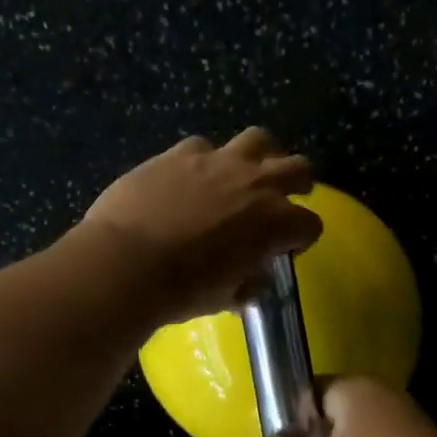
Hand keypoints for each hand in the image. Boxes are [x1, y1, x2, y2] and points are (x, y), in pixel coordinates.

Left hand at [77, 129, 322, 326]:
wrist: (127, 263)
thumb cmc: (182, 289)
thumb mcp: (225, 297)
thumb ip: (247, 283)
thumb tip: (254, 280)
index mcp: (275, 222)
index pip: (310, 224)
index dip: (301, 238)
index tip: (285, 250)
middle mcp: (255, 183)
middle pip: (298, 168)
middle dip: (297, 183)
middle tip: (283, 198)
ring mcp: (218, 161)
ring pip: (258, 140)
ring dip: (260, 156)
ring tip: (247, 173)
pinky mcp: (180, 153)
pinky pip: (203, 147)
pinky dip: (205, 161)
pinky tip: (190, 177)